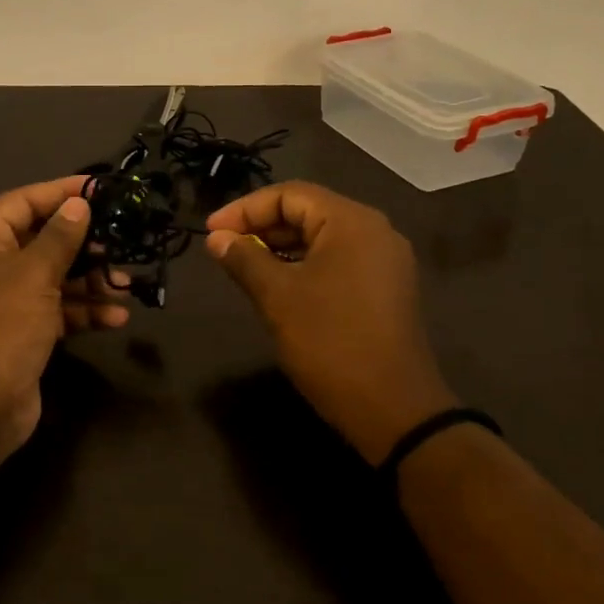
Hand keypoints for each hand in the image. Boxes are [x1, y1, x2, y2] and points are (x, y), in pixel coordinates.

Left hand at [0, 178, 127, 502]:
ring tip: (126, 284)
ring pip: (53, 277)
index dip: (62, 193)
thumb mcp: (34, 274)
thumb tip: (78, 204)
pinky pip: (56, 309)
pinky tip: (116, 317)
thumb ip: (60, 237)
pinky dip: (83, 311)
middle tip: (120, 242)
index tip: (101, 189)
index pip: (23, 202)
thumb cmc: (2, 325)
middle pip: (41, 240)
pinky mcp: (22, 331)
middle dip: (83, 244)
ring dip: (90, 281)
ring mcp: (5, 300)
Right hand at [206, 181, 456, 463]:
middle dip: (261, 225)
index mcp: (352, 222)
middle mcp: (374, 231)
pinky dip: (304, 263)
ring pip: (322, 237)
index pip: (290, 195)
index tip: (210, 231)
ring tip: (243, 264)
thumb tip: (216, 238)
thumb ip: (244, 259)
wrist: (393, 409)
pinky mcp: (386, 287)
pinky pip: (338, 259)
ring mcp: (385, 260)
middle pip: (308, 211)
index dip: (244, 209)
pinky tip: (277, 283)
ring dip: (280, 245)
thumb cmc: (330, 343)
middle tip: (222, 247)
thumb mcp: (278, 297)